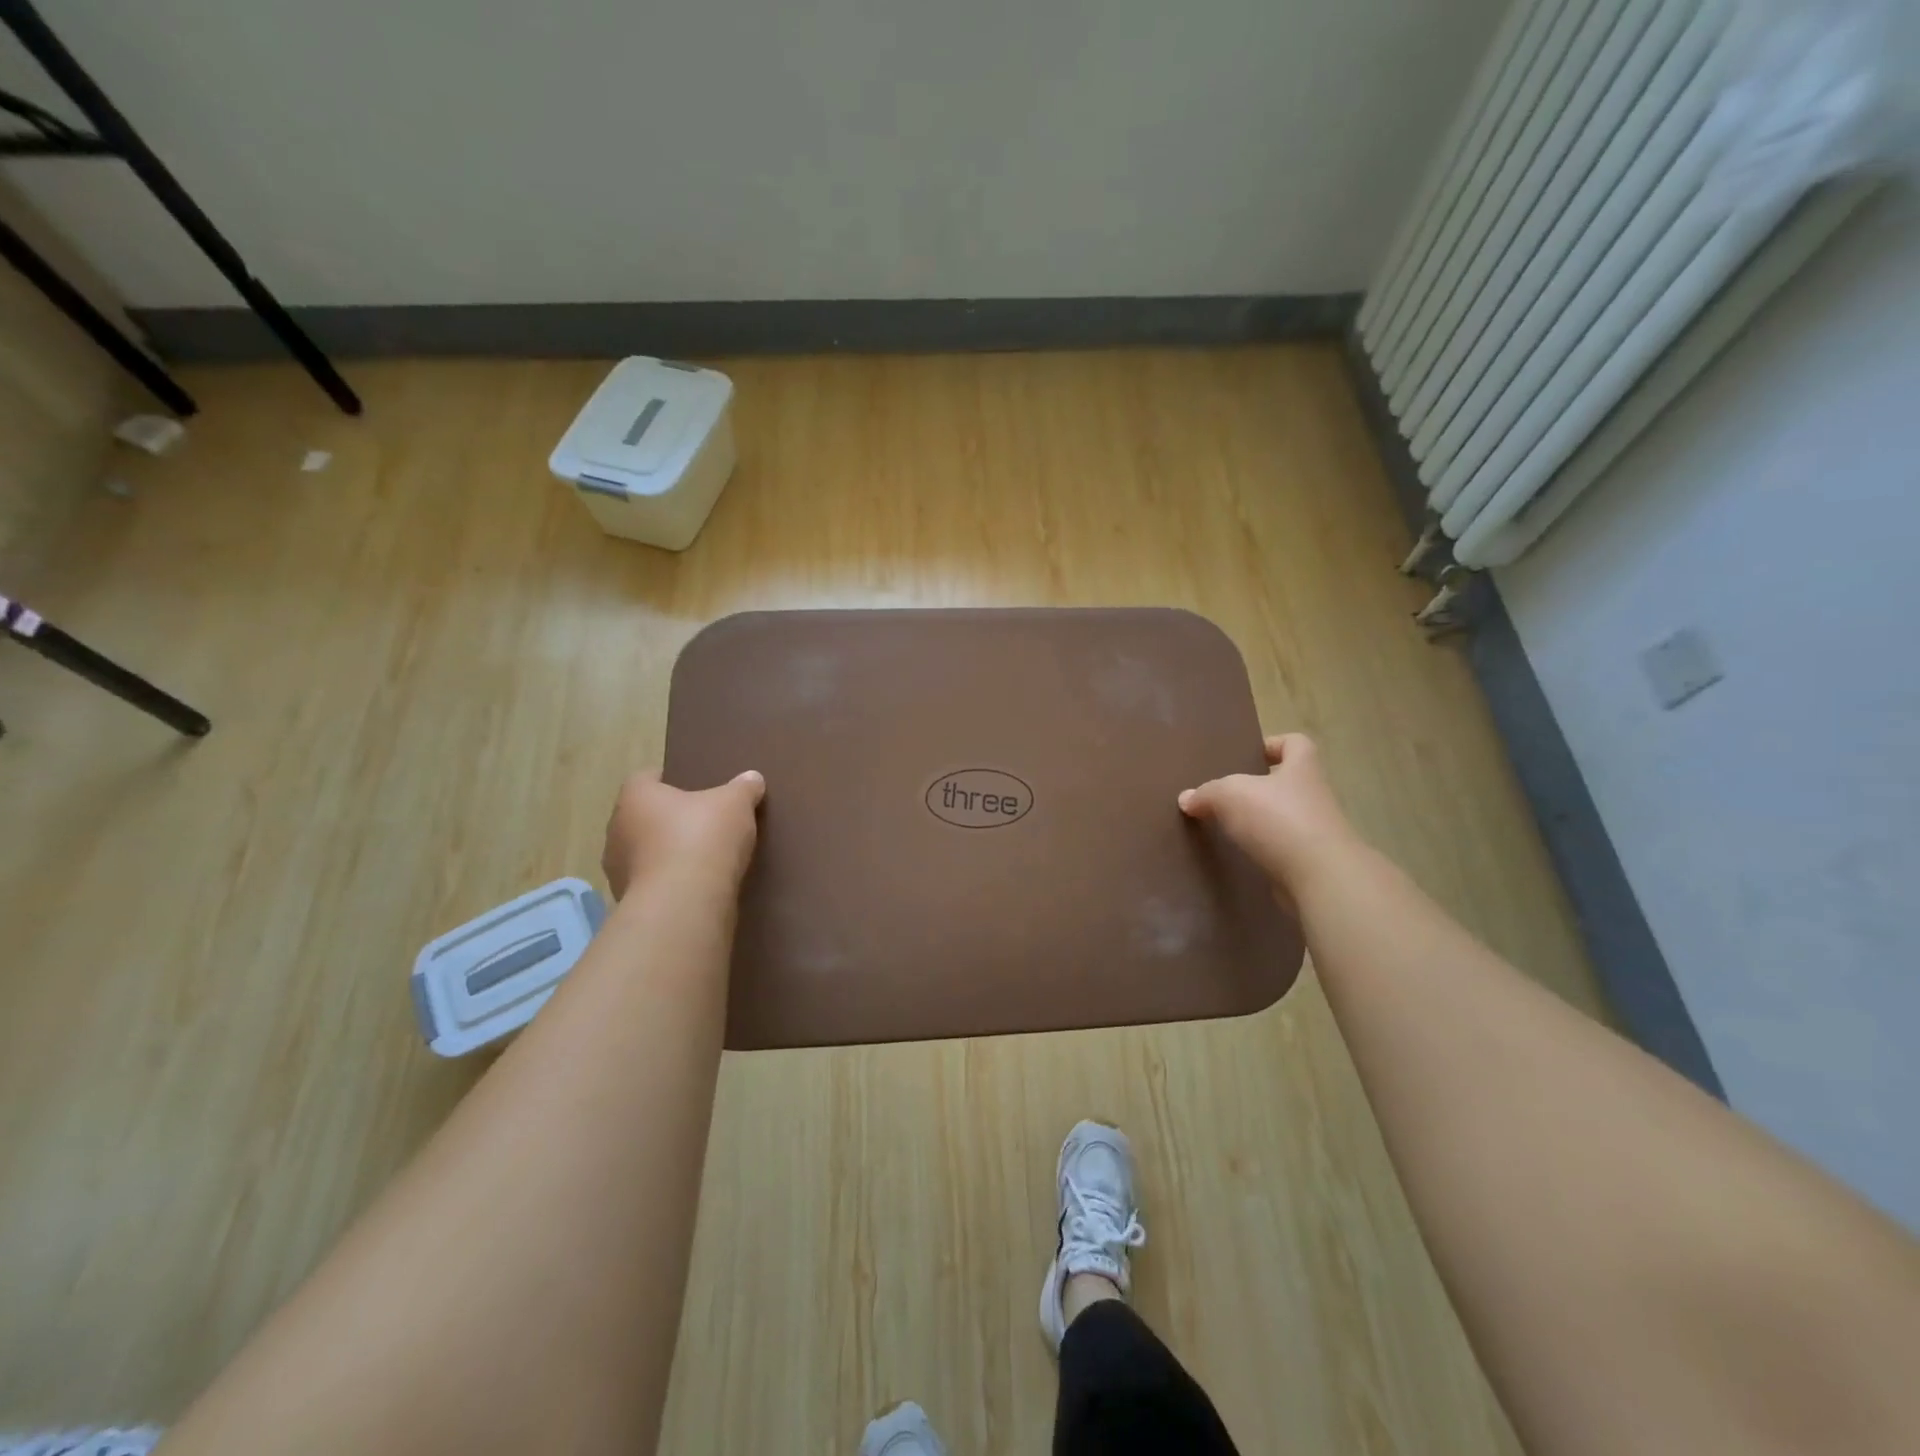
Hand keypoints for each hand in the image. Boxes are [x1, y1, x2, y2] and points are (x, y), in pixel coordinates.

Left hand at [601, 769, 765, 900]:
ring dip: (666, 853)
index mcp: (635, 797)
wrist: (683, 903)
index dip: (670, 780)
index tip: (694, 786)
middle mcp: (617, 829)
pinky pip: (652, 882)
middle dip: (669, 818)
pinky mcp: (629, 901)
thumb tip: (752, 778)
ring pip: (645, 852)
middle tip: (702, 820)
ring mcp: (618, 869)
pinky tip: (696, 884)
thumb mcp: (735, 804)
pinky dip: (670, 881)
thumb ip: (743, 788)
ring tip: (701, 857)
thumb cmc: (702, 838)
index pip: (646, 778)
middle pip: (644, 816)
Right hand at [1178, 734, 1361, 901]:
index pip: (1295, 743)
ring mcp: (1316, 831)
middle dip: (1259, 788)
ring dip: (1260, 822)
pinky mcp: (1310, 862)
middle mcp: (1314, 795)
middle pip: (1287, 782)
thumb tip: (1187, 798)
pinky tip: (1238, 855)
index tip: (1249, 756)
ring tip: (1225, 827)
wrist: (1320, 878)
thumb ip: (1207, 793)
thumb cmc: (1279, 819)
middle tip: (1226, 794)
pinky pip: (1282, 849)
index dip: (1274, 744)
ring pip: (1284, 818)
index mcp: (1302, 768)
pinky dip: (1263, 851)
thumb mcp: (1231, 794)